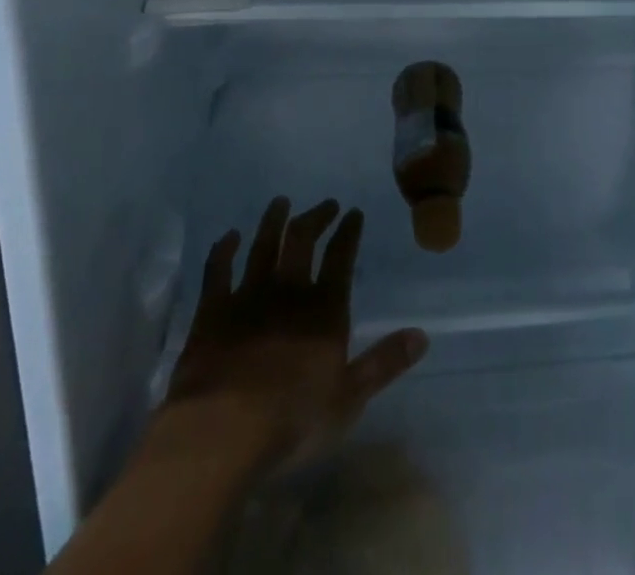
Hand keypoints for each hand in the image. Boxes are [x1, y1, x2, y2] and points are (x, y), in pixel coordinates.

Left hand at [159, 198, 428, 475]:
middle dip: (317, 217)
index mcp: (324, 309)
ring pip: (263, 246)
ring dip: (274, 221)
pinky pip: (218, 270)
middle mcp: (288, 291)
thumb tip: (422, 335)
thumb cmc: (292, 421)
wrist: (221, 432)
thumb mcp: (349, 399)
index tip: (354, 213)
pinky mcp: (212, 311)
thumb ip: (384, 363)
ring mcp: (248, 296)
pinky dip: (224, 250)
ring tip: (281, 202)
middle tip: (326, 204)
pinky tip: (228, 237)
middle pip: (303, 240)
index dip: (348, 233)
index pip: (341, 258)